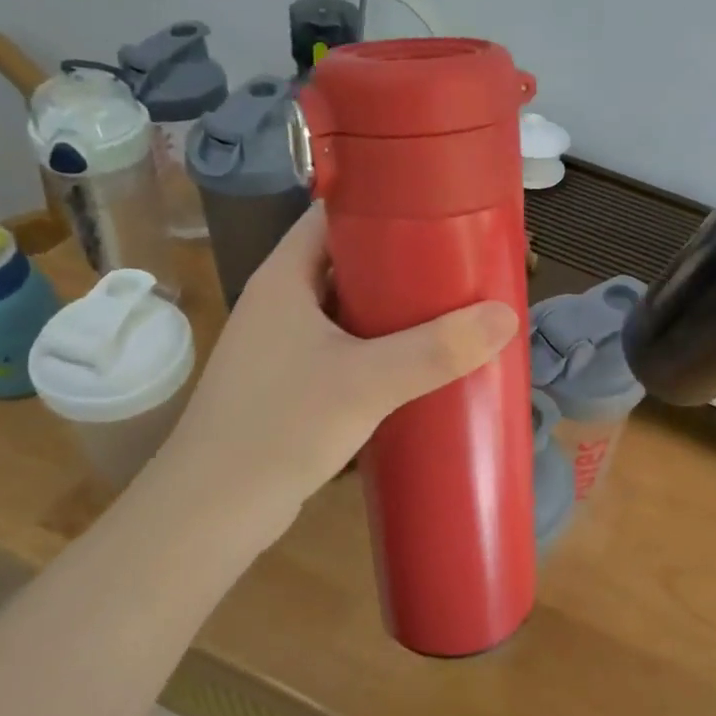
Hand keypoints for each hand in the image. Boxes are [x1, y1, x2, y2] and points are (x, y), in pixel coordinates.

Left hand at [157, 206, 518, 544]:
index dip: (385, 201)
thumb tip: (506, 314)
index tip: (440, 206)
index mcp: (285, 276)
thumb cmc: (278, 427)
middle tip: (462, 260)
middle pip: (350, 260)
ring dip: (396, 306)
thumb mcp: (366, 382)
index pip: (334, 212)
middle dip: (404, 259)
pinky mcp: (293, 382)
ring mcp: (284, 344)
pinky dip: (383, 344)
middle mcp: (282, 300)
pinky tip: (421, 360)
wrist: (209, 514)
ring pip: (350, 306)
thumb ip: (436, 349)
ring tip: (454, 304)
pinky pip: (347, 345)